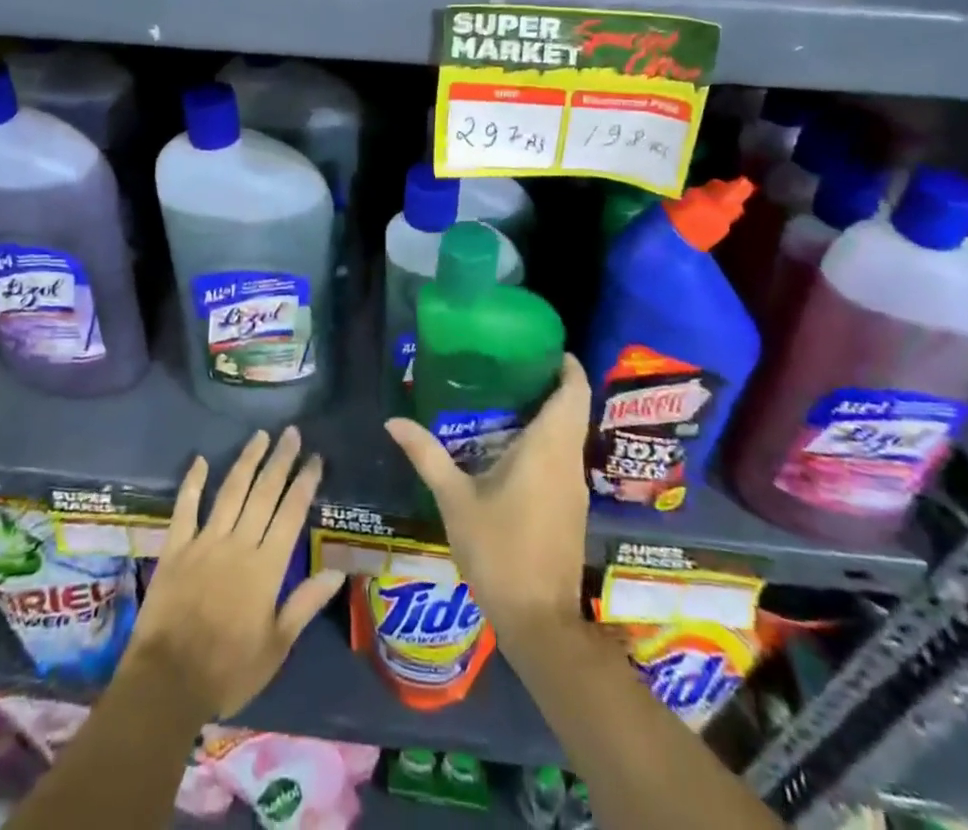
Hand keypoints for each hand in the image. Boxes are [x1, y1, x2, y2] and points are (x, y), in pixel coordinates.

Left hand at [123, 426, 346, 719]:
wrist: (167, 684)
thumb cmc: (228, 671)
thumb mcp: (276, 646)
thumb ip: (305, 603)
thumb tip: (338, 571)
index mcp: (266, 567)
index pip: (291, 514)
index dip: (304, 483)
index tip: (315, 458)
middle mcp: (238, 544)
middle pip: (263, 493)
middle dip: (280, 461)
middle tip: (291, 433)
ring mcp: (205, 542)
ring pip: (231, 491)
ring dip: (247, 461)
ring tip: (260, 436)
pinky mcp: (176, 549)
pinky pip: (185, 508)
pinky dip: (193, 483)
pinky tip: (200, 460)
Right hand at [384, 354, 590, 639]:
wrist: (539, 621)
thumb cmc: (499, 551)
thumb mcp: (455, 500)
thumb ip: (427, 455)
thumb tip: (393, 421)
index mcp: (548, 448)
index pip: (574, 391)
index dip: (566, 364)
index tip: (542, 346)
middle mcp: (568, 460)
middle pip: (573, 408)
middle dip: (550, 383)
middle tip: (510, 366)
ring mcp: (574, 486)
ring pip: (570, 434)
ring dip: (549, 412)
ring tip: (506, 397)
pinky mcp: (572, 508)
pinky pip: (564, 457)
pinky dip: (547, 440)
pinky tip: (512, 445)